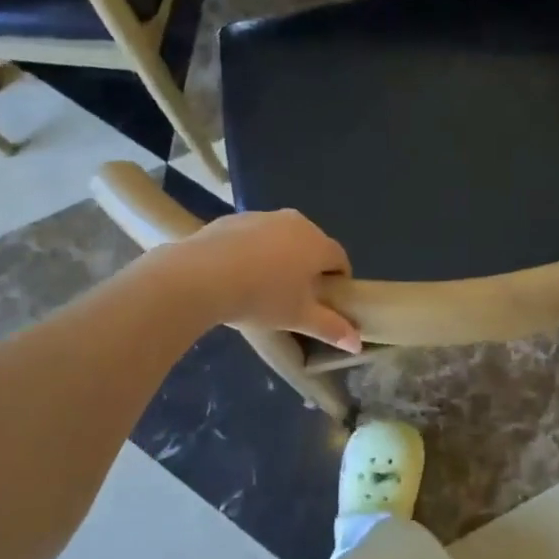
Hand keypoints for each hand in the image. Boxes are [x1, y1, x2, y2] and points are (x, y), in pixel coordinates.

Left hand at [173, 209, 360, 352]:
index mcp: (318, 244)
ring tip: (261, 286)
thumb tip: (357, 342)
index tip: (324, 302)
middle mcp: (297, 222)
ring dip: (280, 257)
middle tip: (293, 297)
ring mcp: (264, 216)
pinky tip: (235, 273)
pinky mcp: (235, 218)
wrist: (201, 275)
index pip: (340, 260)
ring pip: (282, 238)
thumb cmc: (262, 297)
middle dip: (308, 268)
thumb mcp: (299, 318)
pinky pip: (254, 236)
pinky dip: (253, 251)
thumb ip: (331, 328)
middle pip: (312, 245)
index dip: (337, 282)